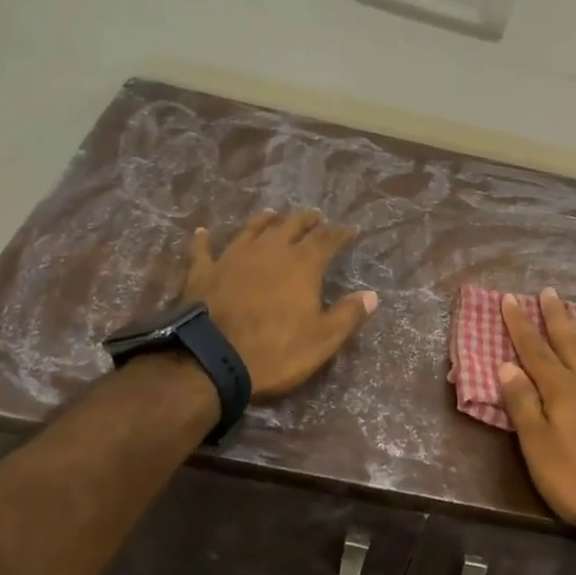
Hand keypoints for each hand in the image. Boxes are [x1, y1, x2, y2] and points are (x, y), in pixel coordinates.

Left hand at [181, 210, 377, 396]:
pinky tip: (203, 232)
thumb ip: (348, 315)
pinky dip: (204, 240)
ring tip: (273, 214)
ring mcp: (233, 257)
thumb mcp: (322, 340)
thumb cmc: (275, 352)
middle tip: (314, 216)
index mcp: (302, 265)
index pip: (326, 240)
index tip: (348, 230)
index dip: (339, 234)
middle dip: (306, 220)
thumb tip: (371, 295)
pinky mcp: (203, 271)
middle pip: (291, 226)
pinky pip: (203, 250)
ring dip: (264, 221)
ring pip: (252, 229)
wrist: (211, 360)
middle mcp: (269, 251)